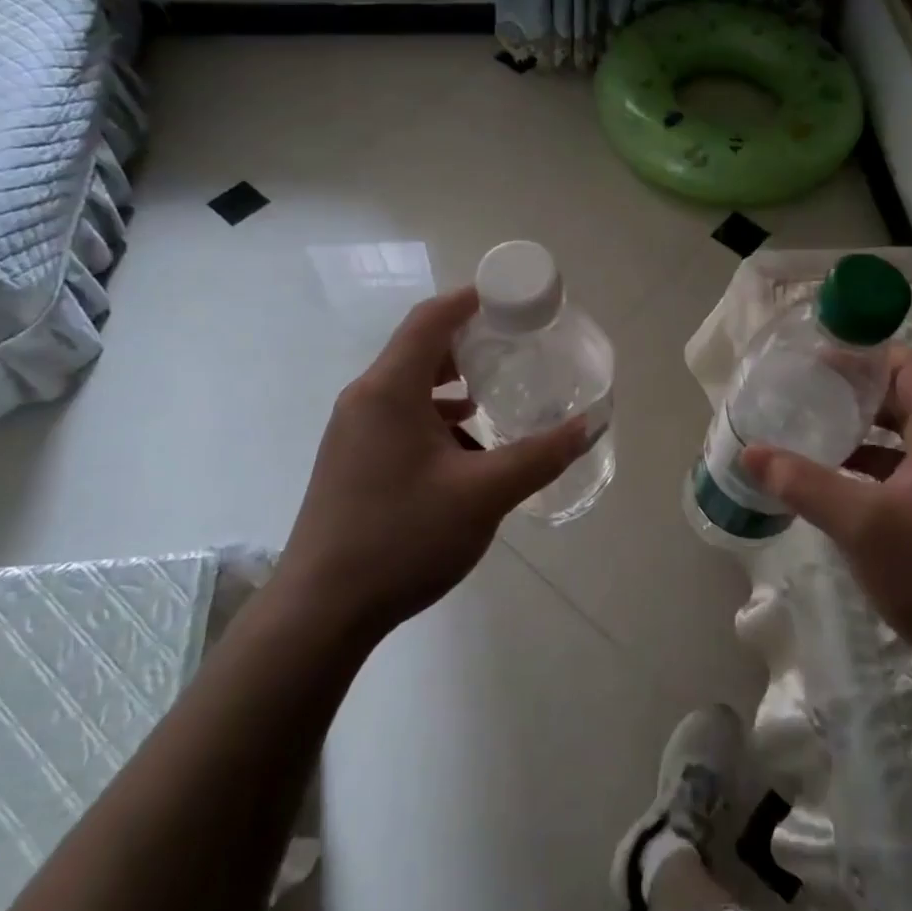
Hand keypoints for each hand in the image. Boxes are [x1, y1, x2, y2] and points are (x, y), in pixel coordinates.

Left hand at [275, 287, 588, 642]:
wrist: (322, 611)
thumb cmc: (402, 538)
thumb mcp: (484, 494)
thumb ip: (539, 455)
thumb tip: (589, 424)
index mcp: (389, 390)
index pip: (431, 318)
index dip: (472, 299)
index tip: (513, 299)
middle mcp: (365, 399)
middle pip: (420, 347)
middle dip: (468, 341)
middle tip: (515, 344)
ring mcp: (352, 430)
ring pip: (409, 385)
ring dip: (452, 382)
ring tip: (495, 392)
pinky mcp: (352, 459)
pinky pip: (399, 416)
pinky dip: (436, 415)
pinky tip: (466, 444)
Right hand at [741, 346, 911, 674]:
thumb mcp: (858, 523)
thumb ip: (802, 483)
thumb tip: (750, 452)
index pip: (910, 366)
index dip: (866, 356)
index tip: (819, 362)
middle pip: (907, 396)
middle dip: (857, 391)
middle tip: (808, 393)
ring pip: (906, 434)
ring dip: (864, 429)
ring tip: (815, 431)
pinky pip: (909, 466)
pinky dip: (874, 463)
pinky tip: (838, 481)